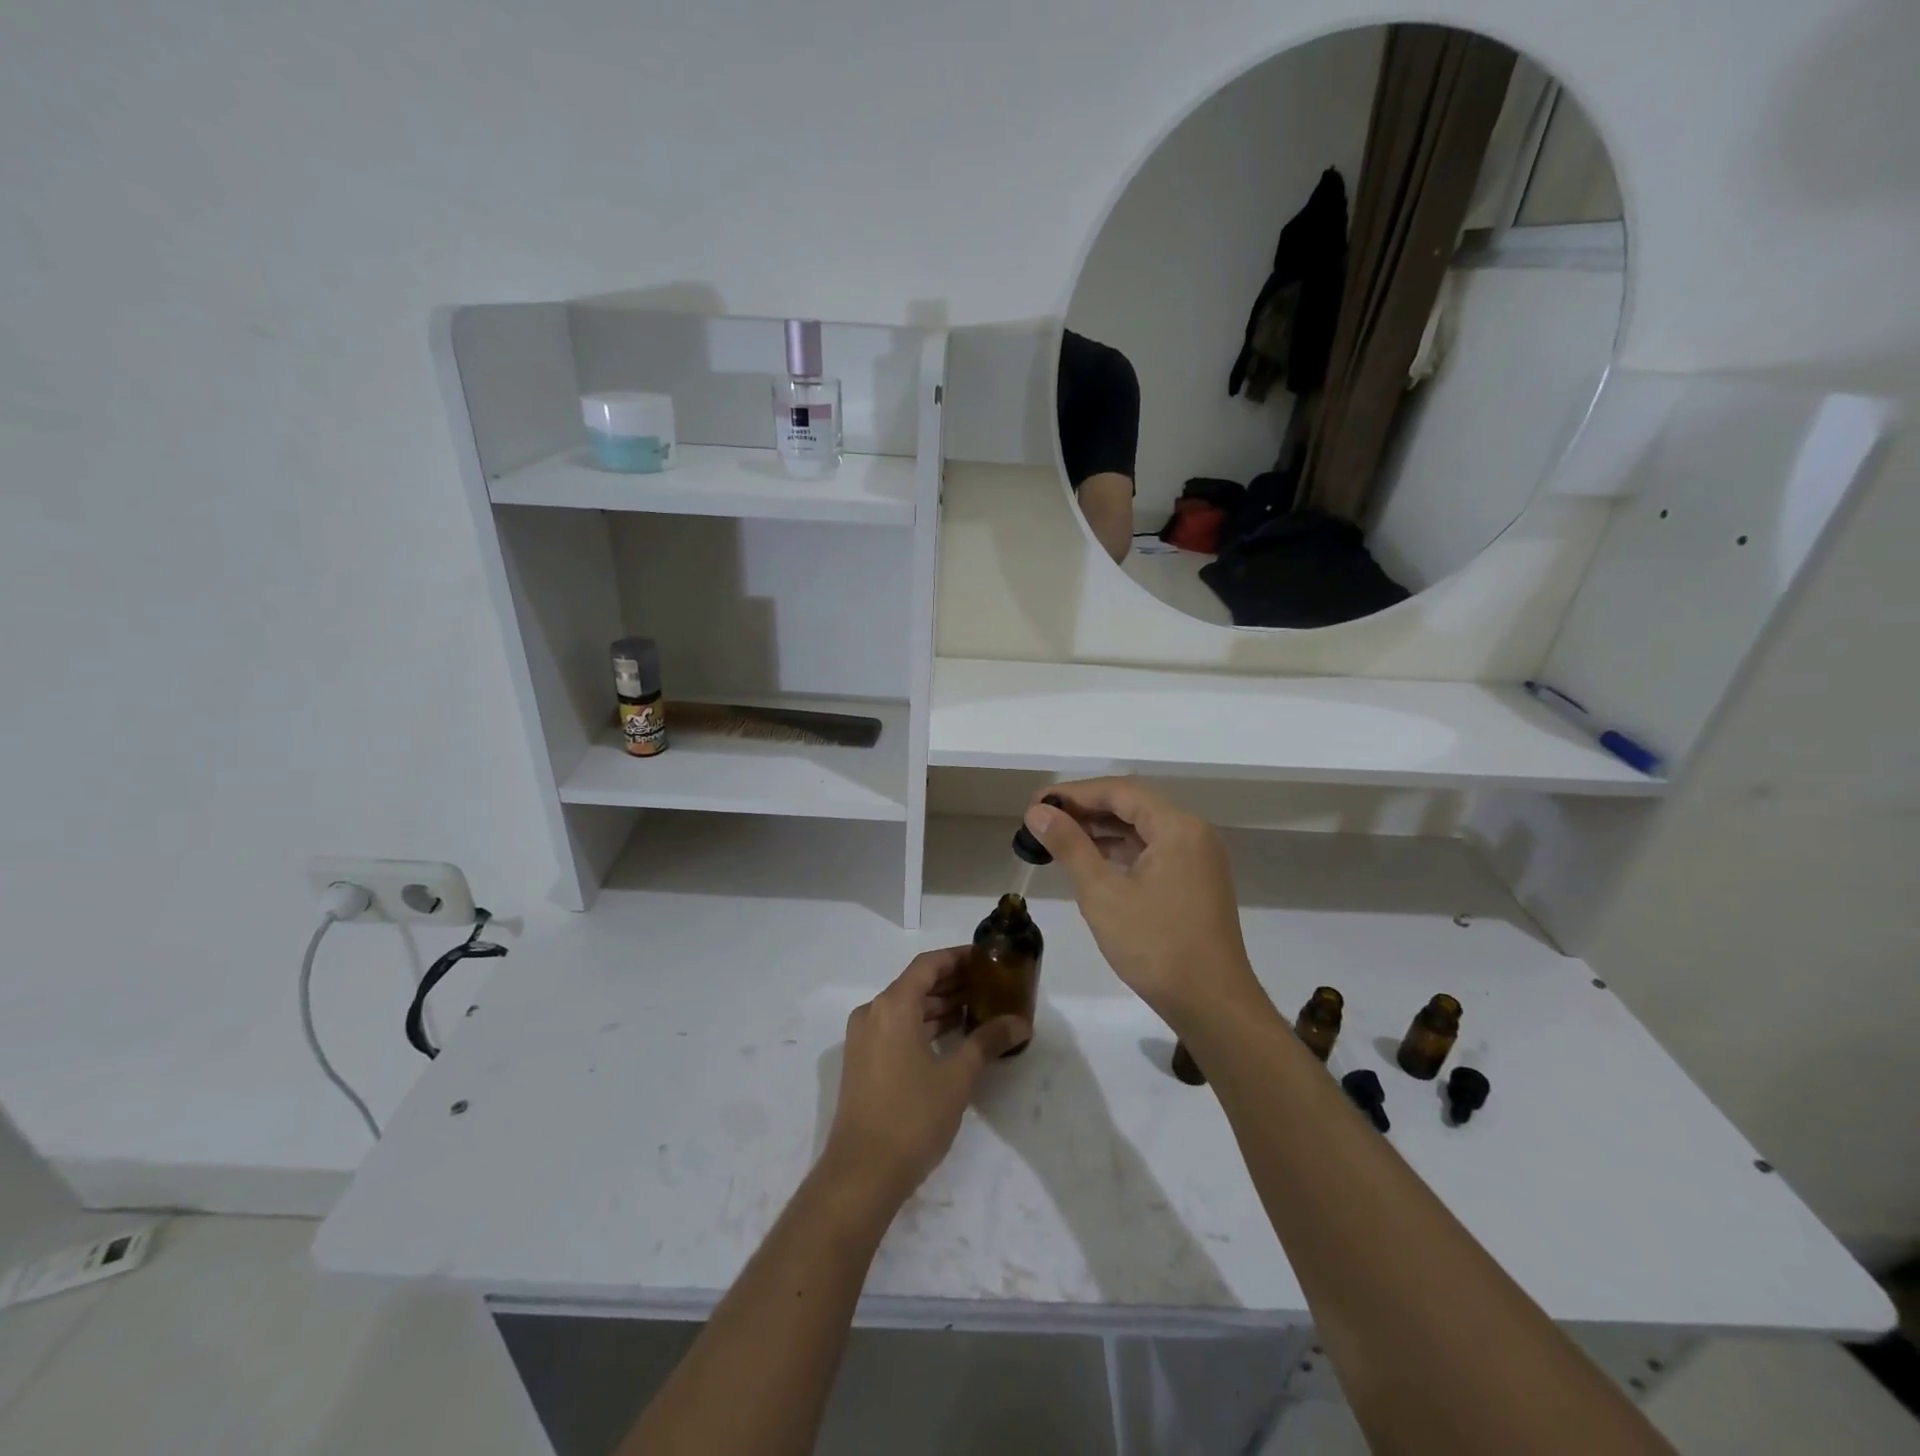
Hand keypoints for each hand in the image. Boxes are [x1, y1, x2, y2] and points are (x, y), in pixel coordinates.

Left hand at [821, 948, 1028, 1206]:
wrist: (861, 1174)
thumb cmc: (912, 1116)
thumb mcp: (958, 1077)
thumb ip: (988, 1041)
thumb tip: (1020, 1022)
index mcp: (892, 1006)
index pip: (928, 964)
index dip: (958, 957)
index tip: (986, 958)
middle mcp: (873, 1013)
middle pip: (915, 984)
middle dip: (952, 982)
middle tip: (989, 984)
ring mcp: (863, 1039)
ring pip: (905, 1008)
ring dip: (938, 1006)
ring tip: (976, 1009)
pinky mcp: (862, 1062)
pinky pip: (895, 1028)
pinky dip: (922, 1026)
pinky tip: (950, 1038)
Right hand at [1024, 777, 1266, 1029]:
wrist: (1212, 1005)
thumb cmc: (1155, 946)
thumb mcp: (1102, 893)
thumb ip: (1069, 846)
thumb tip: (1037, 812)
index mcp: (1178, 827)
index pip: (1120, 791)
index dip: (1074, 793)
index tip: (1036, 803)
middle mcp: (1193, 833)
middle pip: (1133, 805)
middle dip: (1086, 809)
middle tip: (1042, 820)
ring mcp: (1197, 858)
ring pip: (1142, 829)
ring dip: (1101, 830)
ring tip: (1057, 837)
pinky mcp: (1194, 882)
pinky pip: (1152, 851)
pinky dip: (1120, 850)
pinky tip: (1090, 860)